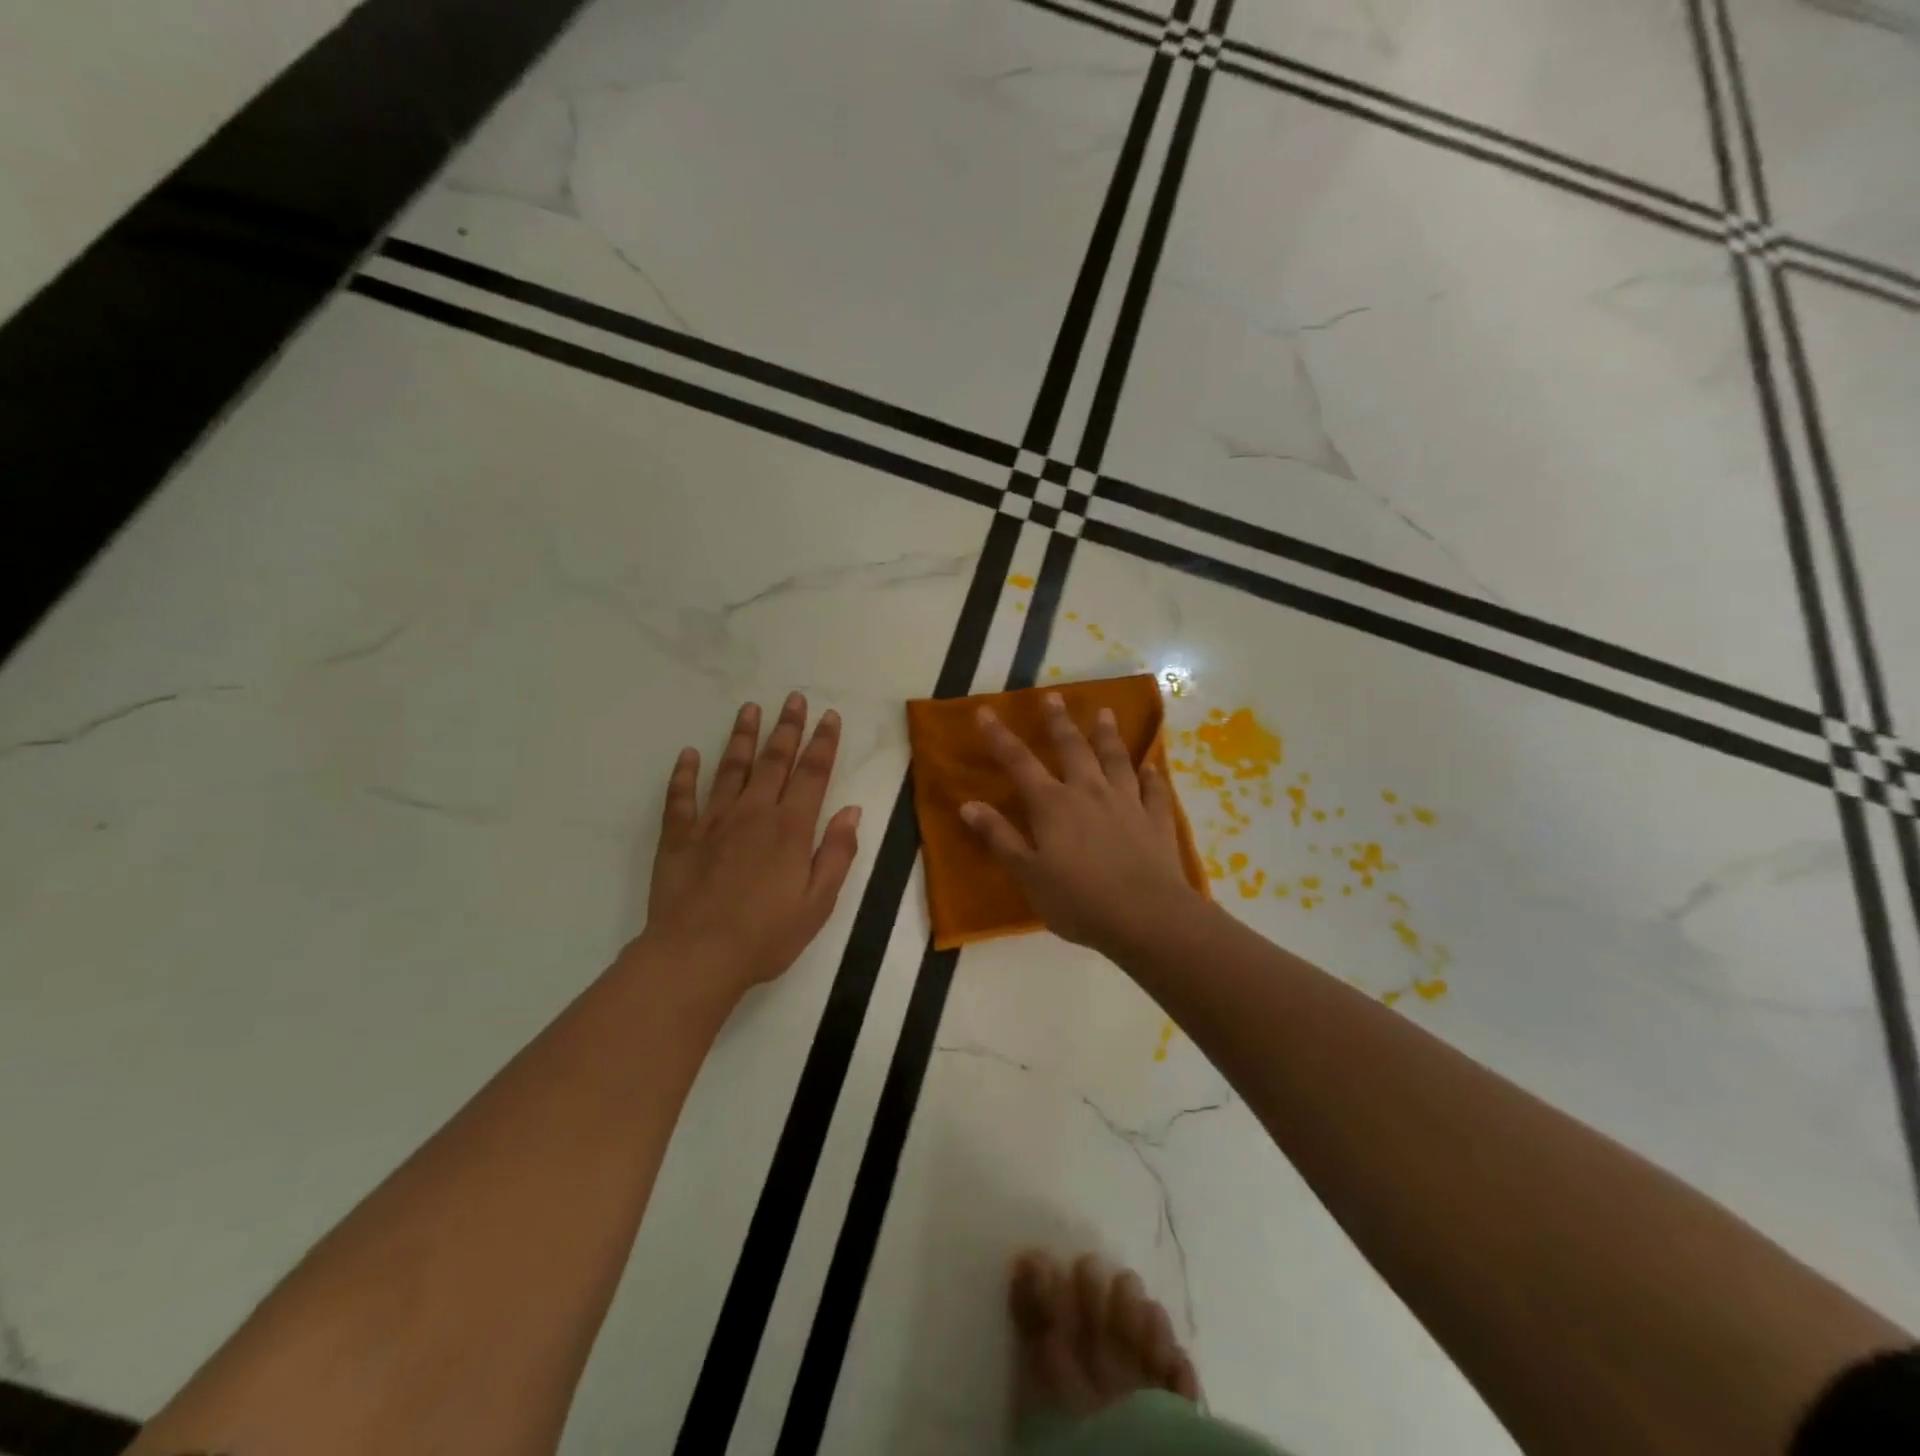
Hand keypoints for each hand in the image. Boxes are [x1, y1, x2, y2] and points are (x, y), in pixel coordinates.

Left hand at [638, 693, 861, 1002]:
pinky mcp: (679, 837)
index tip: (828, 716)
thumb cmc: (767, 935)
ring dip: (742, 737)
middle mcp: (754, 813)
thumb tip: (852, 810)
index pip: (812, 774)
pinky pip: (681, 797)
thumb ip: (837, 853)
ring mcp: (713, 822)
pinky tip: (688, 755)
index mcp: (791, 828)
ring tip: (749, 709)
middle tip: (793, 698)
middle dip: (787, 728)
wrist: (697, 956)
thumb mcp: (819, 902)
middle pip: (774, 761)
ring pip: (730, 769)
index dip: (823, 743)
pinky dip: (684, 774)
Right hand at [960, 693, 1199, 955]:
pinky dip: (1152, 776)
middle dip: (1059, 721)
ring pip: (1116, 759)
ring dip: (1108, 735)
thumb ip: (1000, 837)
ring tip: (1105, 712)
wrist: (1146, 916)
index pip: (1019, 762)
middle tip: (1054, 696)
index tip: (986, 711)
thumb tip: (968, 805)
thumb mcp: (1028, 874)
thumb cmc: (1078, 900)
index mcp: (1052, 805)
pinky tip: (1152, 766)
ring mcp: (1126, 803)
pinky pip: (1154, 790)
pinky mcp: (1156, 820)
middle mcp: (1088, 792)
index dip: (1000, 737)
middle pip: (1072, 748)